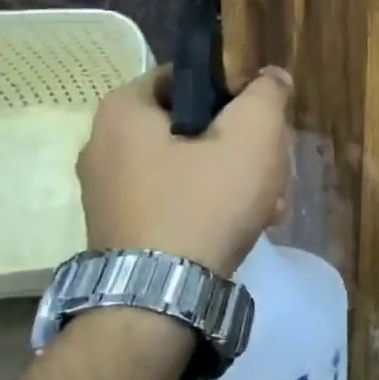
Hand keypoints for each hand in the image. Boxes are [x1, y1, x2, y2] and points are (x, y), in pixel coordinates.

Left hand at [78, 65, 292, 277]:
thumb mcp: (252, 135)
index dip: (236, 92)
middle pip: (196, 126)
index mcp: (124, 110)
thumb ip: (266, 94)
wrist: (158, 302)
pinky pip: (175, 200)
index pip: (190, 77)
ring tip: (268, 208)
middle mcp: (104, 145)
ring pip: (191, 166)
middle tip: (274, 173)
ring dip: (237, 180)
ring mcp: (109, 192)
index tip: (264, 121)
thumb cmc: (203, 203)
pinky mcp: (121, 229)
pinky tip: (244, 228)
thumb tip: (270, 77)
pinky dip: (211, 207)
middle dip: (245, 147)